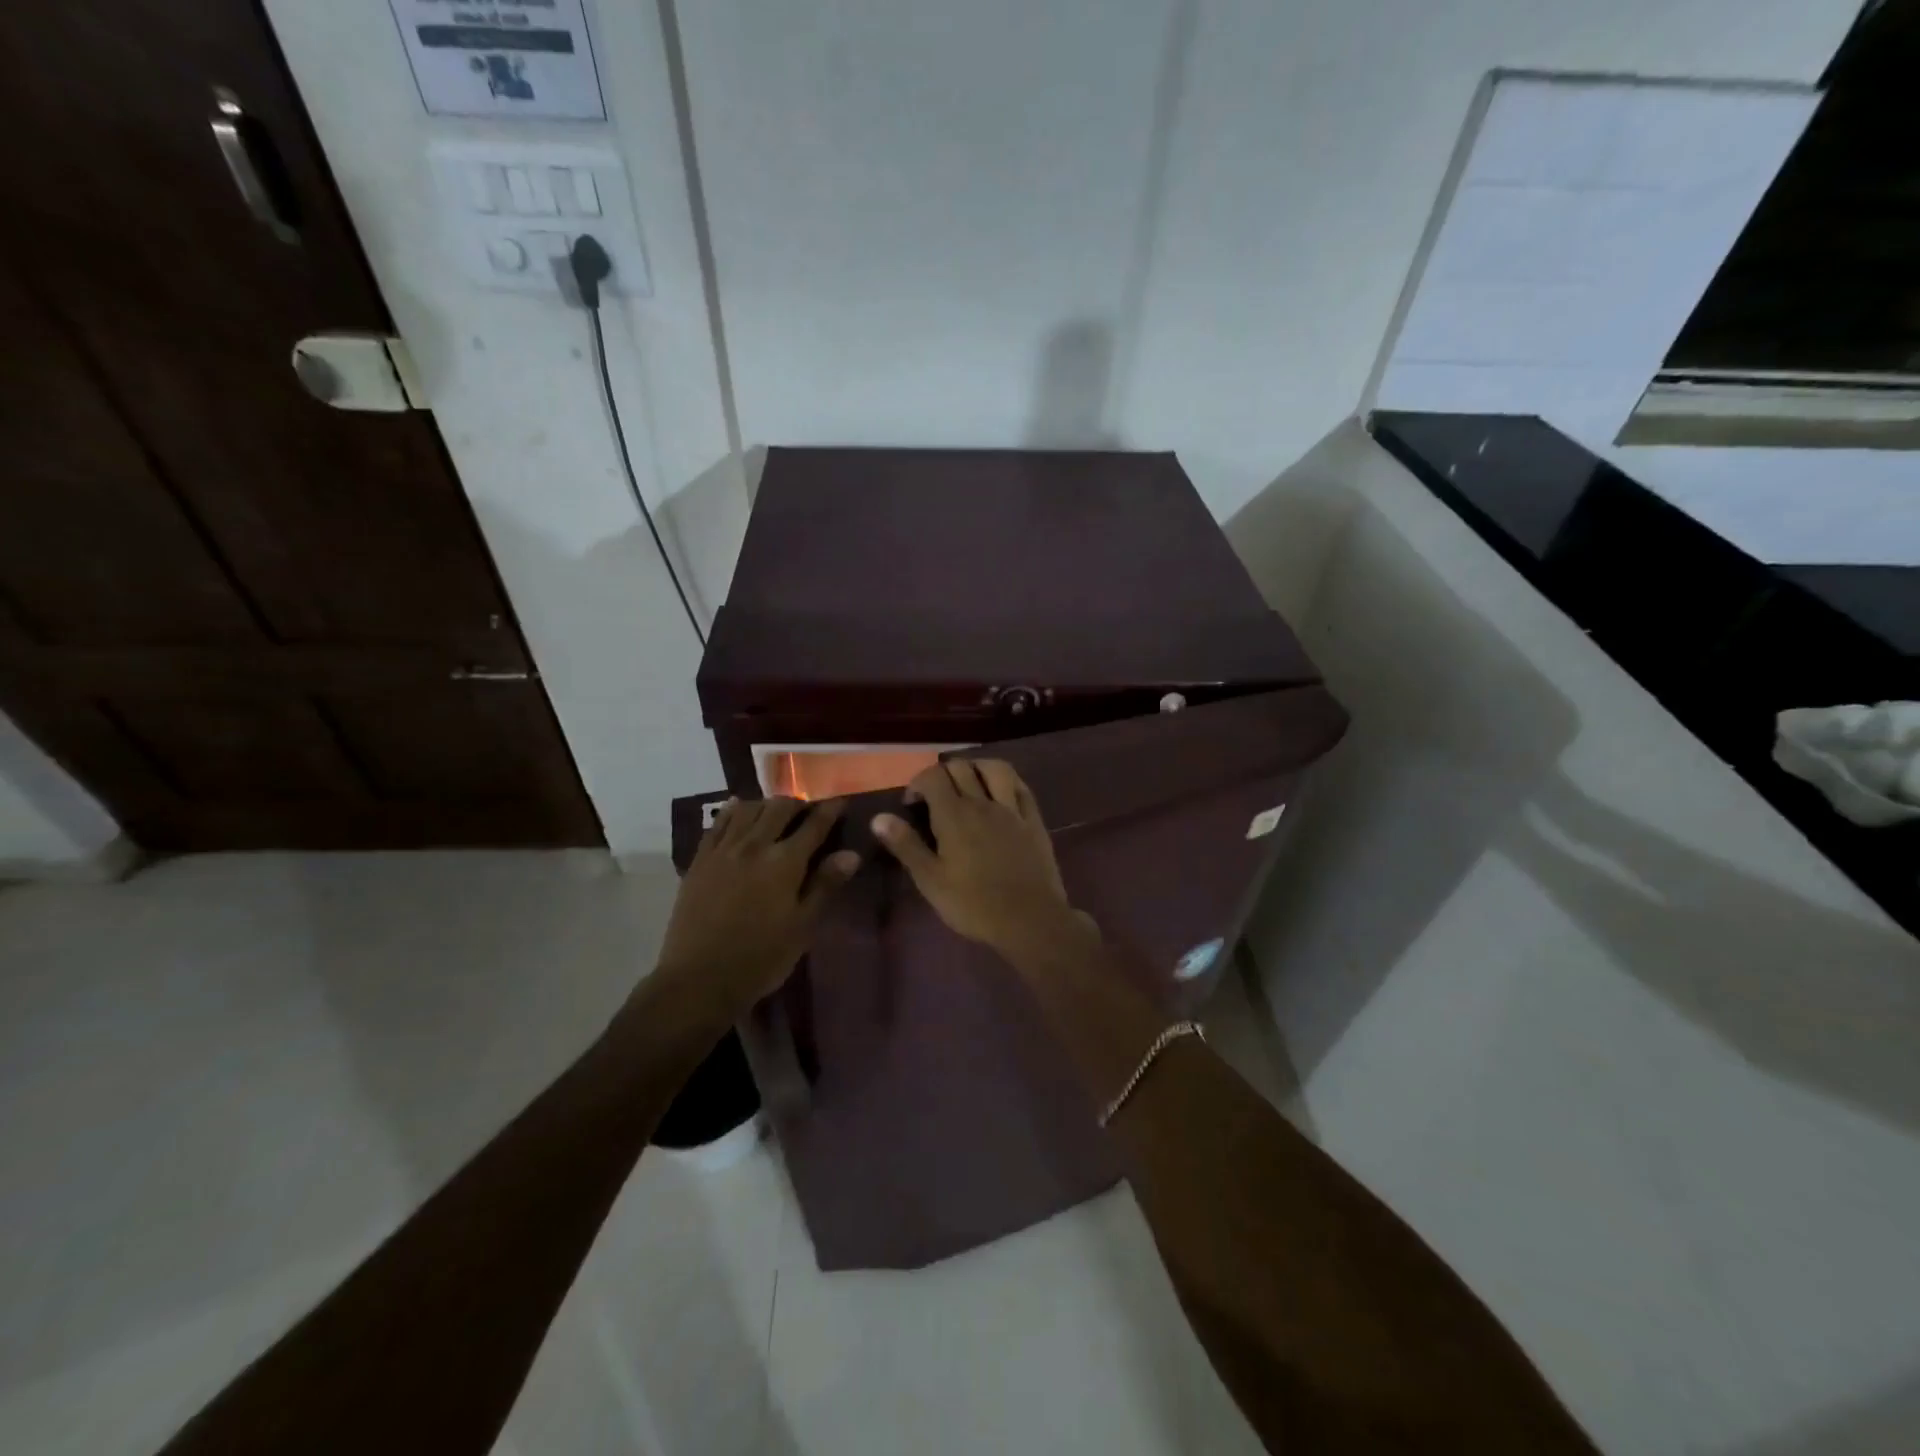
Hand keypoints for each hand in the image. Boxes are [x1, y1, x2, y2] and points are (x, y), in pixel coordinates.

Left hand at [656, 797, 859, 1016]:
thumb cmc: (761, 958)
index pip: (814, 825)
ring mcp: (724, 850)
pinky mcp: (700, 860)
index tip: (841, 801)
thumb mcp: (802, 926)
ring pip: (748, 809)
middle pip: (779, 808)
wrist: (699, 979)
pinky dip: (733, 811)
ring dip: (767, 804)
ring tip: (776, 812)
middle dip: (798, 804)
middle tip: (809, 809)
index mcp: (785, 862)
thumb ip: (826, 885)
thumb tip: (851, 854)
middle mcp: (755, 845)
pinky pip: (718, 824)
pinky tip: (739, 808)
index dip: (830, 810)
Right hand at [871, 760, 1091, 958]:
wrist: (1029, 920)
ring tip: (968, 783)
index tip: (911, 804)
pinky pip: (1021, 787)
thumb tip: (878, 817)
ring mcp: (1011, 809)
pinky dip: (1007, 781)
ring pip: (995, 769)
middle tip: (935, 796)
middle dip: (943, 774)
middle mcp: (982, 803)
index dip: (918, 783)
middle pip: (961, 768)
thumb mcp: (930, 880)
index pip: (932, 776)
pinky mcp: (1033, 820)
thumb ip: (905, 845)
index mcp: (954, 815)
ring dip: (976, 767)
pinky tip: (1001, 791)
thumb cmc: (973, 904)